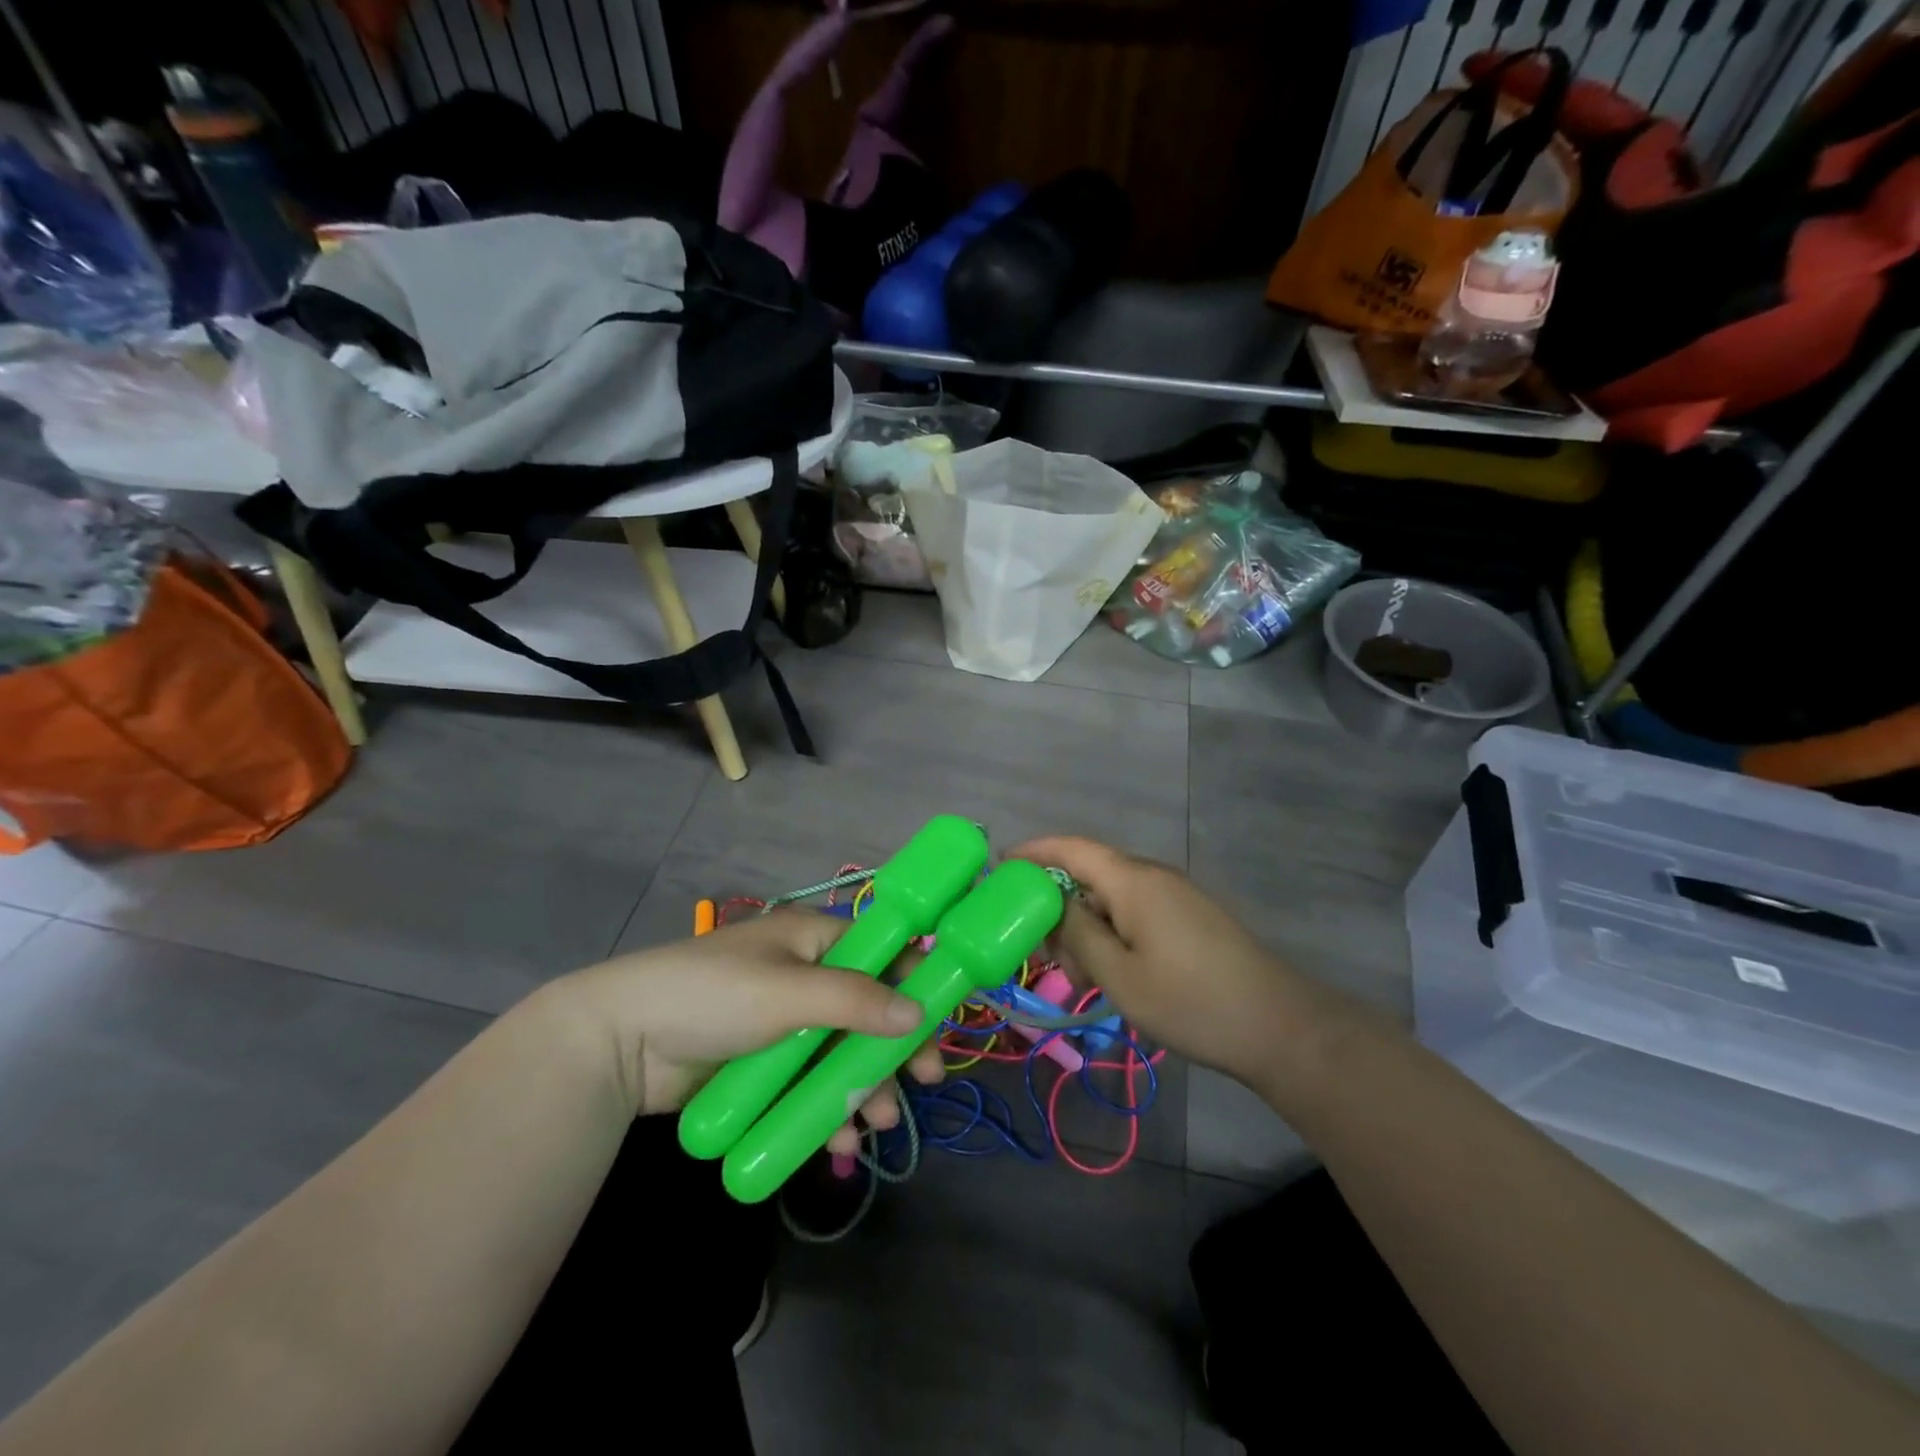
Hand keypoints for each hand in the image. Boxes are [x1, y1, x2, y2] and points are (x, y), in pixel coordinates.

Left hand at [549, 911, 943, 1147]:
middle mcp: (806, 974)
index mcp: (813, 939)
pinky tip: (837, 1140)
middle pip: (867, 1008)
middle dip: (893, 1047)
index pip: (881, 951)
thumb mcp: (788, 993)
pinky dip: (827, 1107)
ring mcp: (785, 1022)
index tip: (937, 1024)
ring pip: (841, 1051)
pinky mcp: (765, 1062)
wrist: (618, 1042)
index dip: (913, 983)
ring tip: (877, 1123)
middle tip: (921, 1081)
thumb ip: (855, 1002)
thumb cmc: (710, 996)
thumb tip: (917, 1013)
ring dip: (864, 1084)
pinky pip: (810, 1082)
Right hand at [1013, 836, 1337, 1084]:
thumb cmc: (1190, 1001)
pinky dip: (1110, 934)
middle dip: (1056, 905)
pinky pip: (1134, 912)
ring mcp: (1174, 896)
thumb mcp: (1119, 975)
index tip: (998, 868)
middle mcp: (1152, 877)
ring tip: (1075, 975)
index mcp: (1133, 881)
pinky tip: (1108, 972)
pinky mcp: (1188, 918)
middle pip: (1089, 873)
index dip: (1033, 851)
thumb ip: (1078, 934)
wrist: (1279, 1027)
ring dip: (1084, 927)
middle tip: (1038, 949)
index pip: (1071, 848)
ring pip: (1111, 898)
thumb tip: (1054, 904)